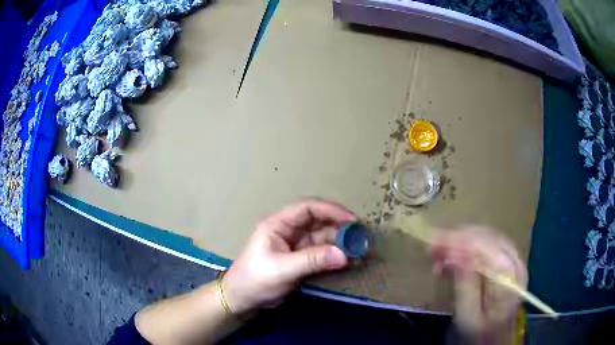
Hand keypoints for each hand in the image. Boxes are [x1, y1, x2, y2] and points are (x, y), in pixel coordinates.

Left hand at [223, 199, 355, 314]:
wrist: (242, 300)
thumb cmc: (255, 280)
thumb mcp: (282, 269)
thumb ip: (312, 260)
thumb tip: (344, 255)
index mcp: (279, 224)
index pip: (307, 208)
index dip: (330, 210)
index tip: (351, 220)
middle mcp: (289, 231)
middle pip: (318, 222)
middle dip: (339, 227)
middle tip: (360, 237)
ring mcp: (296, 246)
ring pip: (323, 238)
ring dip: (339, 243)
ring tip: (359, 251)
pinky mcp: (301, 260)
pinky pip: (322, 253)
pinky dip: (335, 256)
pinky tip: (349, 261)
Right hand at [430, 226, 526, 340]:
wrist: (496, 339)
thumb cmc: (480, 334)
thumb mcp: (468, 317)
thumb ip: (465, 286)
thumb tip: (454, 254)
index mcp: (509, 276)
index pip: (485, 245)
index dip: (458, 240)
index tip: (433, 242)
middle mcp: (515, 261)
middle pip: (486, 237)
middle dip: (457, 239)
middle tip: (432, 248)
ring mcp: (513, 259)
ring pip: (486, 237)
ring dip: (461, 242)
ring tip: (439, 254)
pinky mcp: (507, 262)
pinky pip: (487, 245)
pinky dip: (468, 247)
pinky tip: (454, 257)